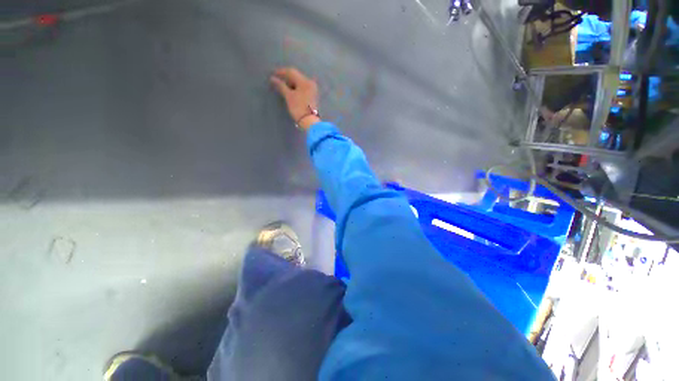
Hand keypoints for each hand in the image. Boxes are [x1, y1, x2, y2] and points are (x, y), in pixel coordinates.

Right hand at [270, 67, 320, 130]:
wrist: (309, 121)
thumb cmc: (298, 108)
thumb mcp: (288, 96)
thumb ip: (281, 86)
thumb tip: (273, 78)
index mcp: (305, 81)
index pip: (291, 72)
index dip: (281, 72)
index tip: (273, 74)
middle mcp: (310, 83)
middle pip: (297, 77)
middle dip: (286, 78)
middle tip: (277, 80)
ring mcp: (312, 90)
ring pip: (300, 83)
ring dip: (291, 83)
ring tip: (282, 86)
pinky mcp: (312, 96)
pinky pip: (303, 88)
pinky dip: (296, 88)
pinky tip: (290, 91)